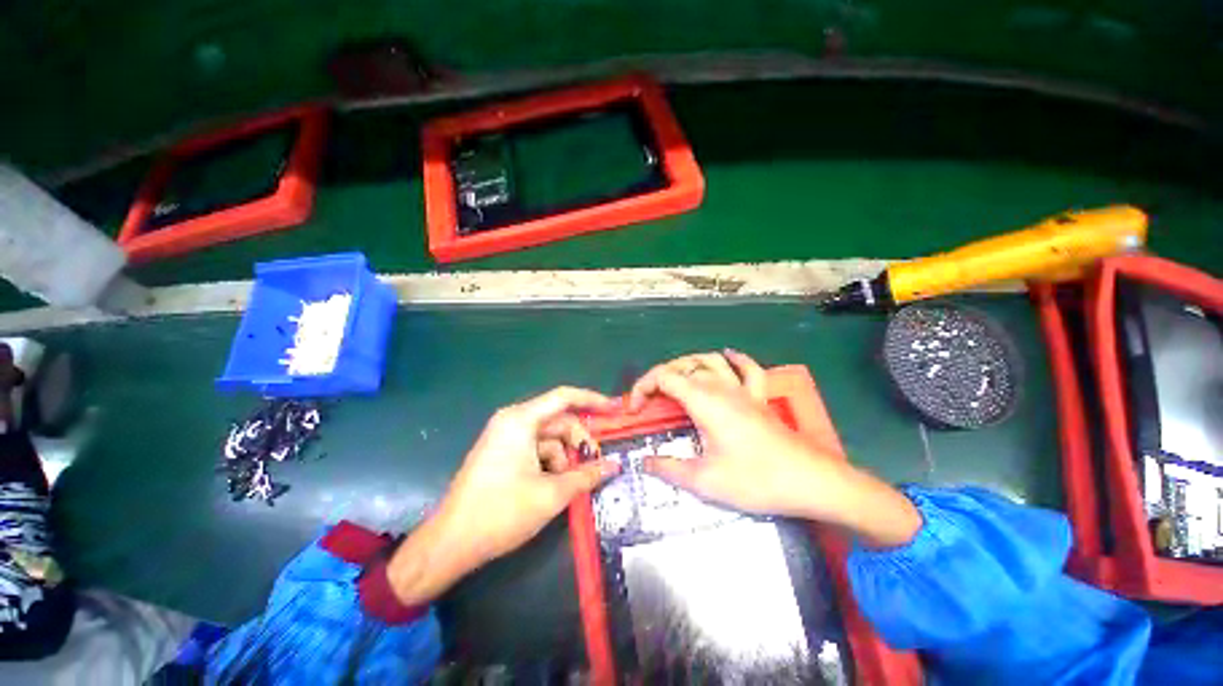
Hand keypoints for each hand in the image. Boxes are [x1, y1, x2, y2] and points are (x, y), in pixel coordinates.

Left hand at [387, 387, 620, 604]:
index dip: (592, 400)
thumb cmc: (501, 513)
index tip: (615, 409)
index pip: (564, 397)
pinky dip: (550, 464)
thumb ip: (586, 475)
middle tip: (595, 464)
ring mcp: (505, 437)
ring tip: (571, 484)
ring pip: (549, 438)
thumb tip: (614, 465)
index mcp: (521, 420)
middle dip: (579, 440)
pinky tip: (554, 486)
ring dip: (565, 457)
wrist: (449, 544)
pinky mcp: (502, 453)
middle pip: (558, 421)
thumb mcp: (551, 494)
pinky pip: (536, 449)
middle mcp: (513, 421)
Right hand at [629, 350, 921, 546]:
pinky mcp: (759, 398)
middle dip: (659, 377)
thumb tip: (643, 462)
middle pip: (683, 365)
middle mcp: (721, 387)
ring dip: (688, 365)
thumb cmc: (756, 479)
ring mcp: (743, 390)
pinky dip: (734, 359)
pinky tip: (727, 357)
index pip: (664, 377)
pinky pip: (747, 368)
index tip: (634, 411)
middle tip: (649, 401)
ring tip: (675, 380)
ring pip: (710, 361)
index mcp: (704, 401)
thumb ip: (669, 468)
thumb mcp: (705, 480)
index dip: (642, 387)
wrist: (810, 481)